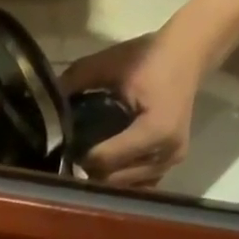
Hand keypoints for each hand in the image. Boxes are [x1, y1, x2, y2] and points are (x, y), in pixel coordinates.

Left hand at [60, 27, 206, 187]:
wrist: (190, 51)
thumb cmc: (152, 55)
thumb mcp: (114, 62)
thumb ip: (80, 79)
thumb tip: (47, 96)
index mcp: (156, 130)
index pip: (106, 160)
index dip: (82, 157)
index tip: (68, 147)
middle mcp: (166, 153)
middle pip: (113, 179)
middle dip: (90, 171)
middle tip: (73, 157)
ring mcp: (170, 163)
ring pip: (123, 186)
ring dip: (103, 178)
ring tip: (89, 162)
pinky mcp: (169, 166)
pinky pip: (137, 185)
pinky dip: (120, 179)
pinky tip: (107, 167)